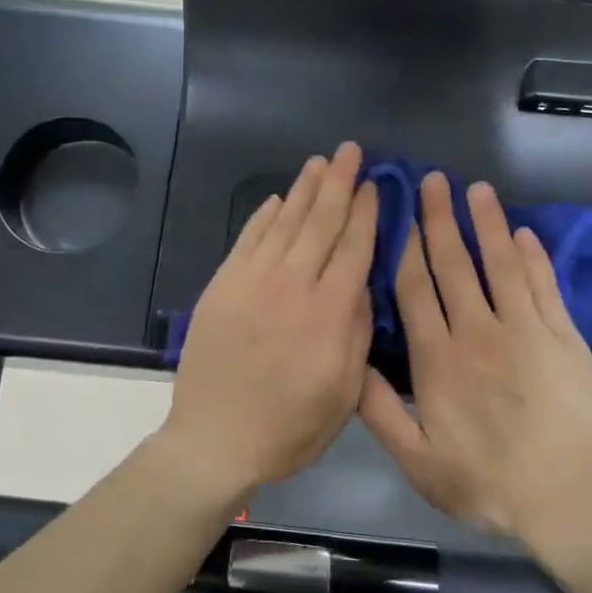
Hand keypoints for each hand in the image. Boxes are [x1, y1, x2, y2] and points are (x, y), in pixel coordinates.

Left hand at [162, 143, 377, 497]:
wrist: (215, 441)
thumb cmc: (290, 428)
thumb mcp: (344, 394)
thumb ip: (356, 333)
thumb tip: (362, 283)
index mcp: (328, 314)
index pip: (354, 248)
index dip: (367, 213)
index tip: (376, 184)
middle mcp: (292, 286)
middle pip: (320, 224)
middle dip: (339, 183)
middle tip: (351, 151)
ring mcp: (251, 283)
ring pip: (284, 224)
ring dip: (304, 190)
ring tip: (320, 162)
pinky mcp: (222, 288)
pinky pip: (247, 241)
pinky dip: (263, 217)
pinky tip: (277, 200)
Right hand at [359, 173, 591, 541]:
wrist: (566, 496)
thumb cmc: (485, 483)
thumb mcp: (416, 461)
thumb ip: (379, 411)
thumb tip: (350, 363)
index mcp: (437, 361)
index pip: (416, 292)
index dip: (406, 249)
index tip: (400, 215)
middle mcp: (477, 333)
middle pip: (454, 266)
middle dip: (441, 220)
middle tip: (433, 180)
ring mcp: (525, 331)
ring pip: (500, 264)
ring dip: (487, 224)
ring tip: (476, 189)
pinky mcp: (562, 337)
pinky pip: (543, 285)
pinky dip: (533, 256)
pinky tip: (524, 233)